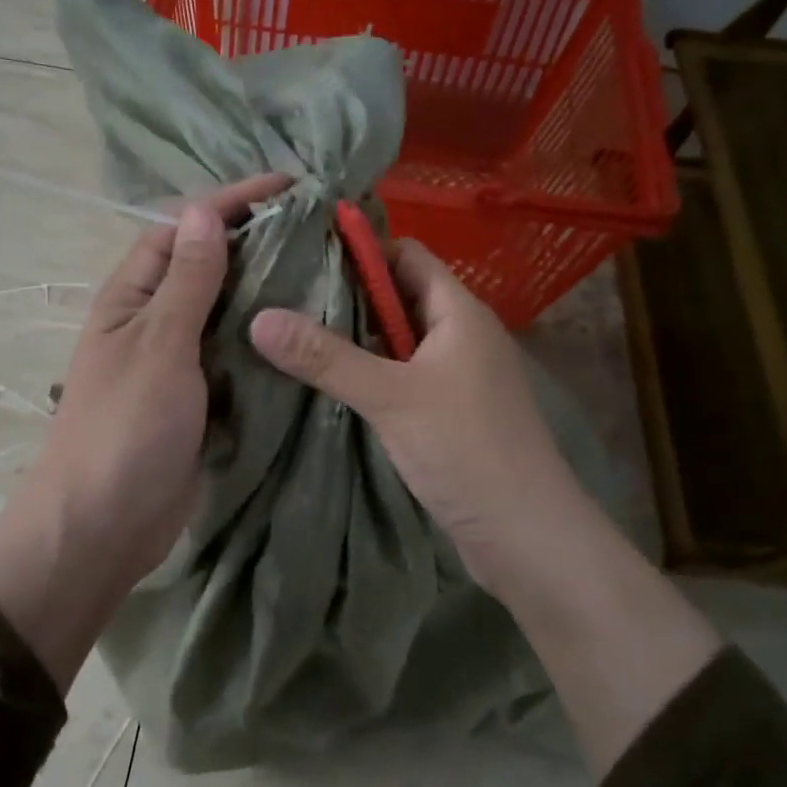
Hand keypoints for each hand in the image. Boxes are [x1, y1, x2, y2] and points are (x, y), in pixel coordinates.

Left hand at [26, 171, 293, 581]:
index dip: (229, 202)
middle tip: (319, 229)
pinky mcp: (201, 399)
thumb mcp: (158, 345)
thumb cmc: (125, 427)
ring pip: (226, 312)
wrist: (104, 526)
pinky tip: (306, 331)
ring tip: (325, 271)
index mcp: (132, 297)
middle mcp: (154, 321)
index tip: (288, 186)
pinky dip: (265, 341)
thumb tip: (202, 211)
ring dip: (264, 291)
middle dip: (255, 243)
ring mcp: (178, 363)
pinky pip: (236, 356)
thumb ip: (186, 282)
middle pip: (207, 267)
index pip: (181, 229)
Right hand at [248, 239, 591, 595]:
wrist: (527, 537)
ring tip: (293, 336)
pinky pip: (402, 376)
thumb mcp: (390, 398)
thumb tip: (259, 318)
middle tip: (284, 297)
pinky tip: (329, 384)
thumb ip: (325, 357)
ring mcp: (457, 376)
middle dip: (347, 295)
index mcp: (459, 312)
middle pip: (399, 296)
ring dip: (355, 338)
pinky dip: (369, 373)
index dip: (361, 249)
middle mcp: (461, 335)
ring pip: (398, 340)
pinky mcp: (449, 412)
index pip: (407, 255)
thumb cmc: (467, 450)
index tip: (304, 255)